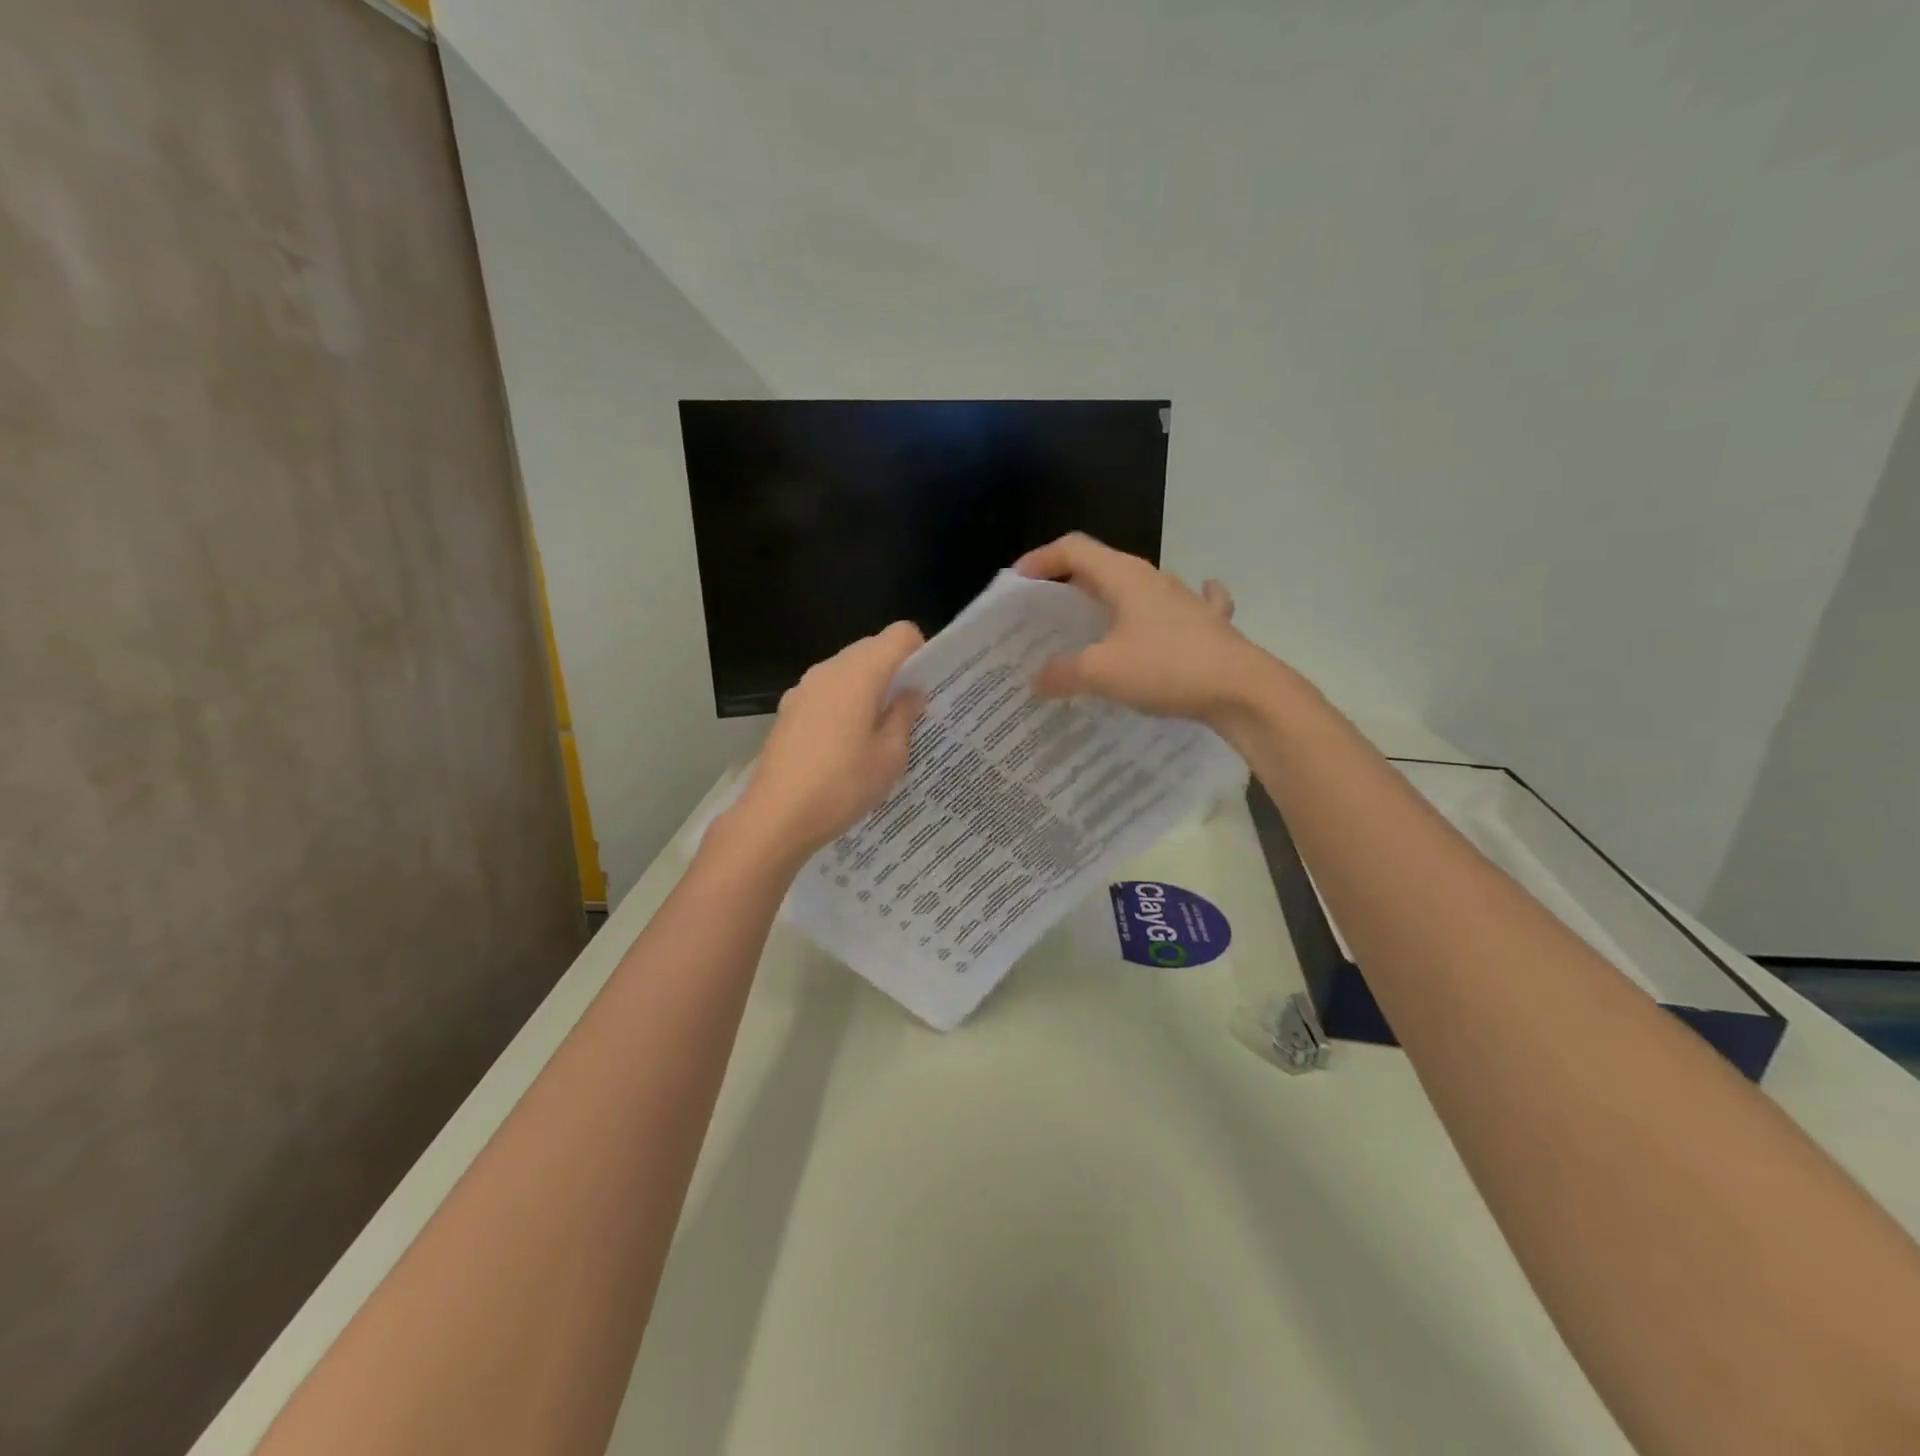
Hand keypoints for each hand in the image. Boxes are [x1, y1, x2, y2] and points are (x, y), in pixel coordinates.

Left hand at [726, 622, 926, 863]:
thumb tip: (911, 692)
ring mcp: (803, 688)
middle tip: (909, 711)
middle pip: (871, 648)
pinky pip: (826, 692)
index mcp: (860, 673)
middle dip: (894, 671)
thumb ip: (904, 716)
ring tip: (878, 731)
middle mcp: (829, 669)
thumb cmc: (842, 785)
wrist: (776, 817)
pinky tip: (846, 744)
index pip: (900, 634)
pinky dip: (844, 704)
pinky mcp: (788, 710)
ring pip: (847, 671)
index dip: (920, 652)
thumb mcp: (890, 756)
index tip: (927, 685)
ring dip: (868, 688)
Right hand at [1014, 533, 1257, 722]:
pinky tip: (1177, 610)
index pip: (1074, 549)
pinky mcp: (1208, 624)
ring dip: (1112, 599)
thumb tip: (1038, 679)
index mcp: (1124, 577)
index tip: (1018, 582)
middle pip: (1103, 568)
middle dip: (1070, 584)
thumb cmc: (1166, 668)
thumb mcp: (1102, 672)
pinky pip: (1183, 606)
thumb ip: (1063, 672)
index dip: (1041, 559)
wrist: (1242, 689)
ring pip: (1138, 588)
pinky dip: (1168, 608)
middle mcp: (1154, 578)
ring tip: (1093, 622)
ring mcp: (1185, 599)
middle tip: (1046, 612)